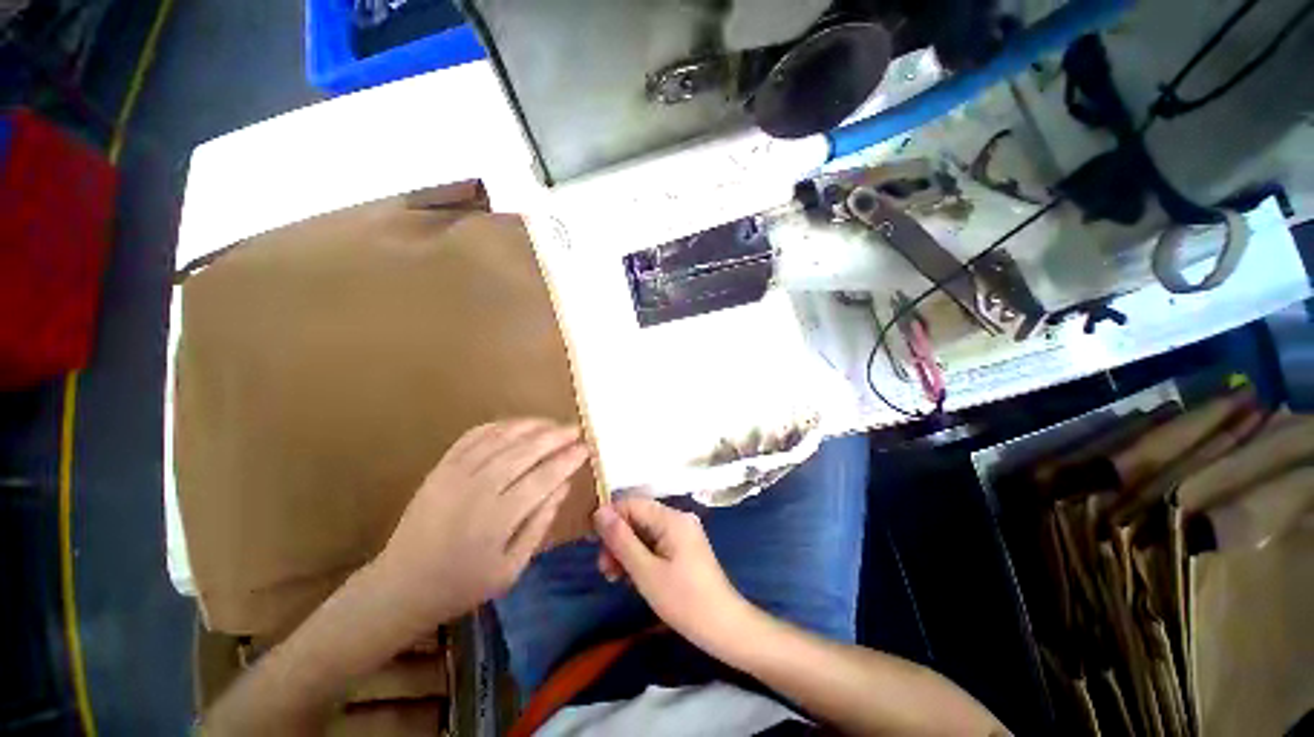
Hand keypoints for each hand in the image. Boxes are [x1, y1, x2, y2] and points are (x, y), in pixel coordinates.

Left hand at [373, 419, 589, 634]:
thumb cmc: (462, 584)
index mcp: (498, 519)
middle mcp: (478, 489)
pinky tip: (516, 425)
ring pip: (501, 438)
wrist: (401, 586)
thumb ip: (540, 524)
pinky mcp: (440, 468)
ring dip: (531, 426)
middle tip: (576, 429)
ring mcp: (456, 474)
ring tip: (552, 423)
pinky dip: (498, 426)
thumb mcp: (511, 568)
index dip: (568, 460)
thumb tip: (563, 487)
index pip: (544, 477)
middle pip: (525, 451)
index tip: (586, 449)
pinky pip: (473, 436)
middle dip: (556, 436)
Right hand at [593, 497, 751, 652]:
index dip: (610, 519)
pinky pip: (655, 543)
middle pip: (638, 518)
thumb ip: (621, 539)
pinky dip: (641, 557)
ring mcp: (683, 533)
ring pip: (645, 532)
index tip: (593, 545)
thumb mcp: (645, 571)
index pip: (632, 504)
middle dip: (618, 540)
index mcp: (671, 518)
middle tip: (605, 570)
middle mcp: (678, 518)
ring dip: (626, 551)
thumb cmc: (684, 600)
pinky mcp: (684, 548)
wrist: (724, 627)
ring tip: (615, 578)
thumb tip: (599, 511)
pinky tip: (632, 578)